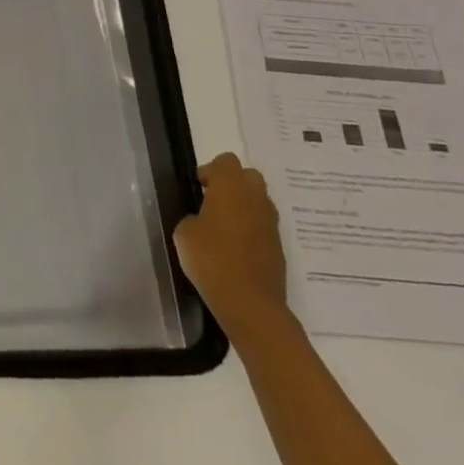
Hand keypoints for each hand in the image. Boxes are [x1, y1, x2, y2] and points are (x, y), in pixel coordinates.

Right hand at [174, 152, 288, 337]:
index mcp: (231, 187)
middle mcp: (255, 198)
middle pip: (248, 175)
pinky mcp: (278, 246)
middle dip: (232, 183)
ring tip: (225, 227)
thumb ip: (192, 218)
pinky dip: (252, 228)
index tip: (199, 189)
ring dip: (244, 206)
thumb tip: (202, 221)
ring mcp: (271, 223)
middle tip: (213, 202)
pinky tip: (237, 248)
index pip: (226, 161)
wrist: (250, 303)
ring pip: (259, 200)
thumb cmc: (212, 260)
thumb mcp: (185, 234)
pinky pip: (264, 225)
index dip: (211, 171)